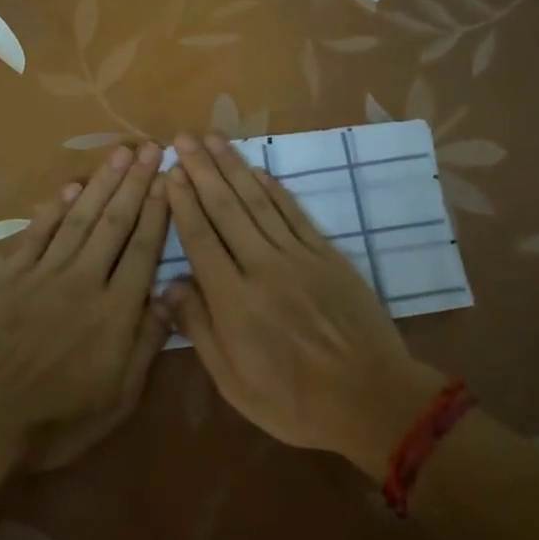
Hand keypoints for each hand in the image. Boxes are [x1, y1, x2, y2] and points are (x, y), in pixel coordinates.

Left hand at [0, 142, 171, 472]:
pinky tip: (70, 188)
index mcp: (116, 310)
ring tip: (119, 153)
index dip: (158, 210)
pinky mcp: (10, 277)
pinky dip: (54, 209)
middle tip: (149, 148)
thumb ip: (148, 342)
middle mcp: (85, 280)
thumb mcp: (119, 396)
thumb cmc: (59, 418)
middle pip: (115, 223)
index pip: (143, 248)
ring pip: (80, 220)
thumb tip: (172, 294)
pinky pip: (37, 235)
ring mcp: (45, 275)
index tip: (168, 178)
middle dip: (134, 183)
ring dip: (101, 184)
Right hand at [162, 133, 445, 476]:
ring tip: (213, 139)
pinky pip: (294, 213)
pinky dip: (274, 189)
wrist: (370, 398)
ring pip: (258, 202)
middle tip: (182, 138)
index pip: (200, 238)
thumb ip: (199, 329)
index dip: (182, 202)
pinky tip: (258, 171)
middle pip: (226, 209)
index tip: (169, 172)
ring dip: (233, 167)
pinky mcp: (327, 255)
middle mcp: (262, 266)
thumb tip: (168, 287)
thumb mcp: (233, 382)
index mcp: (233, 300)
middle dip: (201, 170)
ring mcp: (298, 256)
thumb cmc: (294, 401)